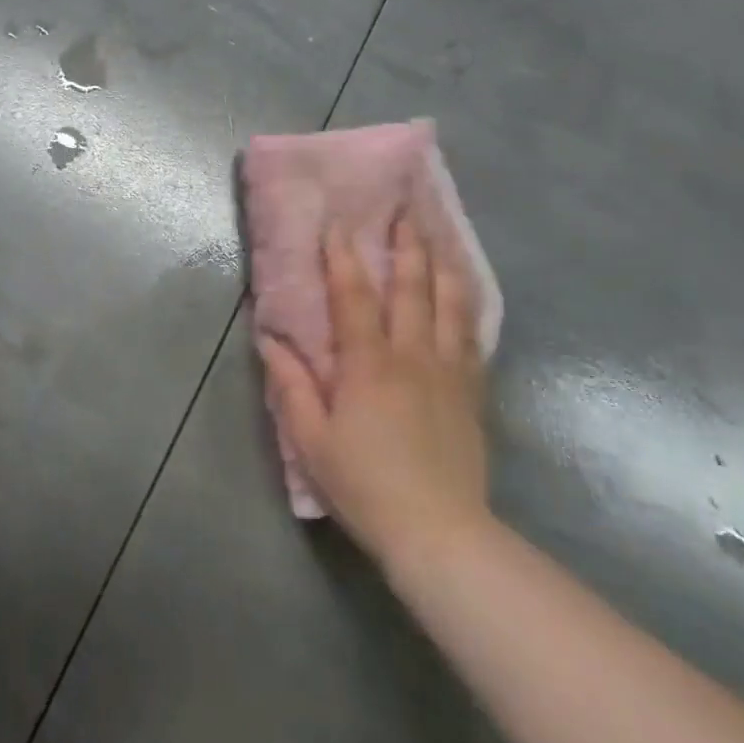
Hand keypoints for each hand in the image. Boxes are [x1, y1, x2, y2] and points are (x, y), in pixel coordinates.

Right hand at [260, 216, 491, 567]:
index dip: (343, 256)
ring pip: (451, 304)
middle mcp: (413, 354)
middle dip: (406, 244)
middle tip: (405, 209)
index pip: (354, 296)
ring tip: (440, 234)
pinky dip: (468, 305)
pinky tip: (467, 291)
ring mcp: (449, 371)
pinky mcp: (472, 391)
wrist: (440, 533)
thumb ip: (292, 386)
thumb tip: (270, 340)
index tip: (339, 222)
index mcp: (368, 363)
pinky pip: (473, 336)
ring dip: (443, 264)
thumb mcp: (313, 441)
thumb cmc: (366, 485)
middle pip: (413, 287)